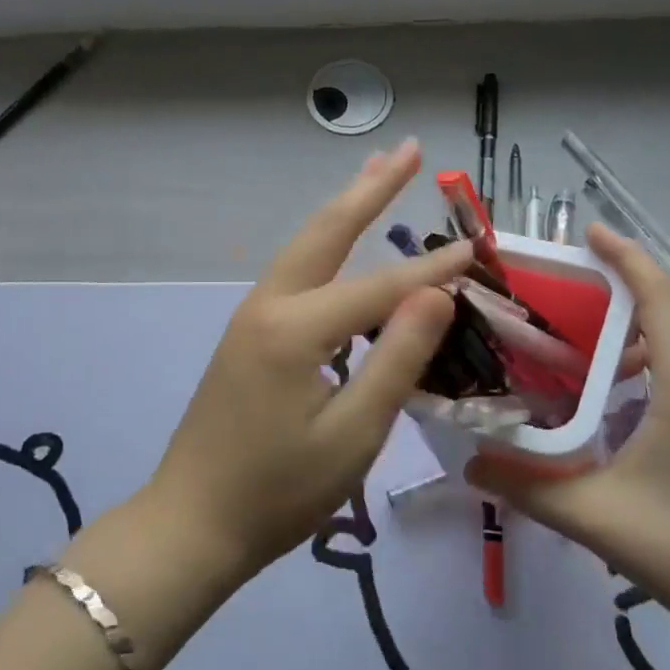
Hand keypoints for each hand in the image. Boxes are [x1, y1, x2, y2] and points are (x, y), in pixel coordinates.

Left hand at [148, 140, 470, 581]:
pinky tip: (343, 244)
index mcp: (295, 328)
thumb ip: (397, 359)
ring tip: (378, 173)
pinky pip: (297, 273)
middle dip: (370, 188)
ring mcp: (252, 315)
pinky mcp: (248, 332)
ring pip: (307, 246)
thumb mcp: (353, 434)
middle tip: (408, 149)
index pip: (380, 287)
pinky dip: (327, 245)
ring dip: (345, 208)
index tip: (477, 246)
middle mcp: (269, 304)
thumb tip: (436, 293)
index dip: (432, 271)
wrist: (193, 521)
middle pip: (327, 231)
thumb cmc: (278, 491)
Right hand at [467, 224, 669, 662]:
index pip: (660, 298)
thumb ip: (527, 486)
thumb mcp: (597, 518)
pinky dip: (650, 345)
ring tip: (581, 317)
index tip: (588, 231)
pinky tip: (613, 378)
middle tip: (567, 270)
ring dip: (638, 312)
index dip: (626, 258)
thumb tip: (468, 461)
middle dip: (626, 275)